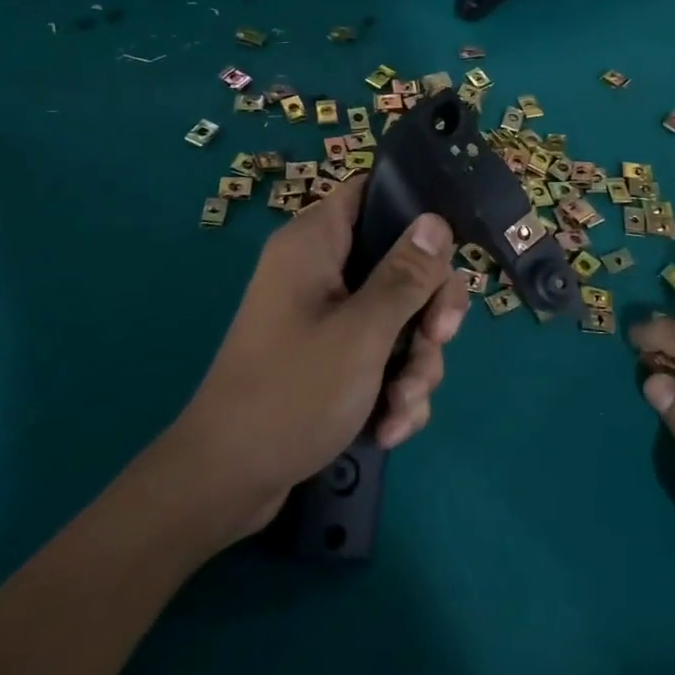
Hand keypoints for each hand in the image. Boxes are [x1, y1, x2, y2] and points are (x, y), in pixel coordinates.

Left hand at [168, 176, 467, 536]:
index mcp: (315, 243)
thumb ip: (406, 275)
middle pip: (400, 262)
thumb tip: (436, 220)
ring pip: (398, 316)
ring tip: (403, 407)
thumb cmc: (292, 393)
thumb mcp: (363, 332)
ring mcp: (325, 316)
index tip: (446, 253)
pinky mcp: (329, 357)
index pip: (371, 192)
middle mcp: (320, 270)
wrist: (228, 482)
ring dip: (414, 363)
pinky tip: (389, 426)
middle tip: (437, 342)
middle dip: (427, 312)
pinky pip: (380, 354)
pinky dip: (392, 388)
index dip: (414, 211)